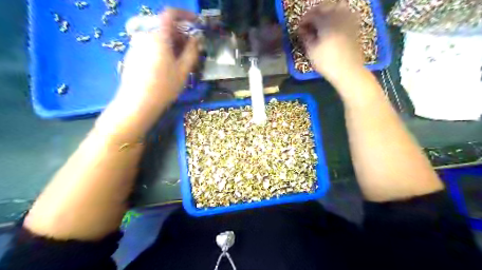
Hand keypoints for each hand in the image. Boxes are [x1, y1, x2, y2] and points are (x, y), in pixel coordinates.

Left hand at [117, 8, 199, 106]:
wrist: (137, 103)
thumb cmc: (164, 86)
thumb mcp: (183, 70)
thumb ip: (192, 51)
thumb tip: (196, 39)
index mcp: (158, 35)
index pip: (170, 14)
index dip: (185, 15)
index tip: (196, 23)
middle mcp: (144, 35)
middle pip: (165, 26)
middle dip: (181, 33)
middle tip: (192, 48)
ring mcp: (136, 44)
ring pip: (158, 36)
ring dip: (172, 42)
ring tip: (181, 60)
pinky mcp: (132, 54)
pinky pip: (150, 44)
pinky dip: (162, 48)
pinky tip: (167, 65)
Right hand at [300, 2, 363, 82]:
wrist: (348, 70)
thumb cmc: (326, 62)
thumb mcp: (311, 51)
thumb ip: (306, 37)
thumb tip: (302, 30)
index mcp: (325, 21)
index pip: (311, 15)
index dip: (303, 20)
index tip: (299, 28)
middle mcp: (338, 15)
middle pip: (325, 6)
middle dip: (315, 12)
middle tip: (308, 23)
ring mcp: (348, 19)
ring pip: (337, 7)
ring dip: (327, 12)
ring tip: (321, 22)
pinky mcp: (354, 26)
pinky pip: (346, 13)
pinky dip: (337, 15)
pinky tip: (333, 25)